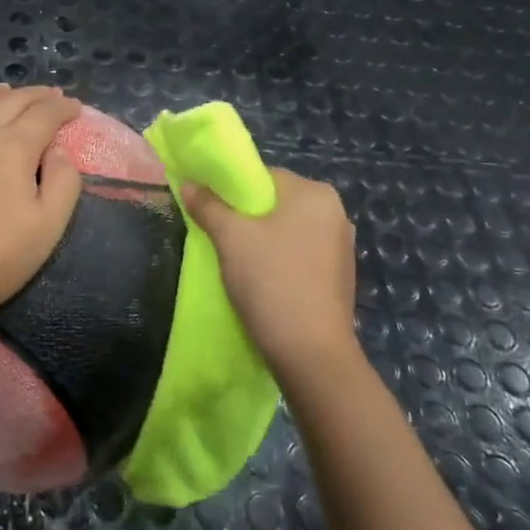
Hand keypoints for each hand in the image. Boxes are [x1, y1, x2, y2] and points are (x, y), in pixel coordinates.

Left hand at [0, 85, 83, 325]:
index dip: (63, 108)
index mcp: (14, 147)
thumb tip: (58, 149)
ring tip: (5, 90)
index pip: (45, 115)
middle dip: (34, 96)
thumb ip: (63, 182)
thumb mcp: (47, 226)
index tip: (75, 107)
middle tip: (49, 95)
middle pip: (10, 102)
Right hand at [183, 167, 358, 378]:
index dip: (232, 189)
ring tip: (235, 261)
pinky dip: (278, 261)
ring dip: (261, 241)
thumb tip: (188, 183)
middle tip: (218, 236)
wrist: (310, 352)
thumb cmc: (270, 281)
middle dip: (246, 217)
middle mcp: (335, 213)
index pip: (264, 176)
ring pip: (288, 231)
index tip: (209, 209)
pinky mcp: (339, 277)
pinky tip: (261, 281)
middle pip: (276, 203)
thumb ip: (208, 206)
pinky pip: (300, 255)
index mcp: (315, 194)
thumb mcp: (230, 238)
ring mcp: (341, 247)